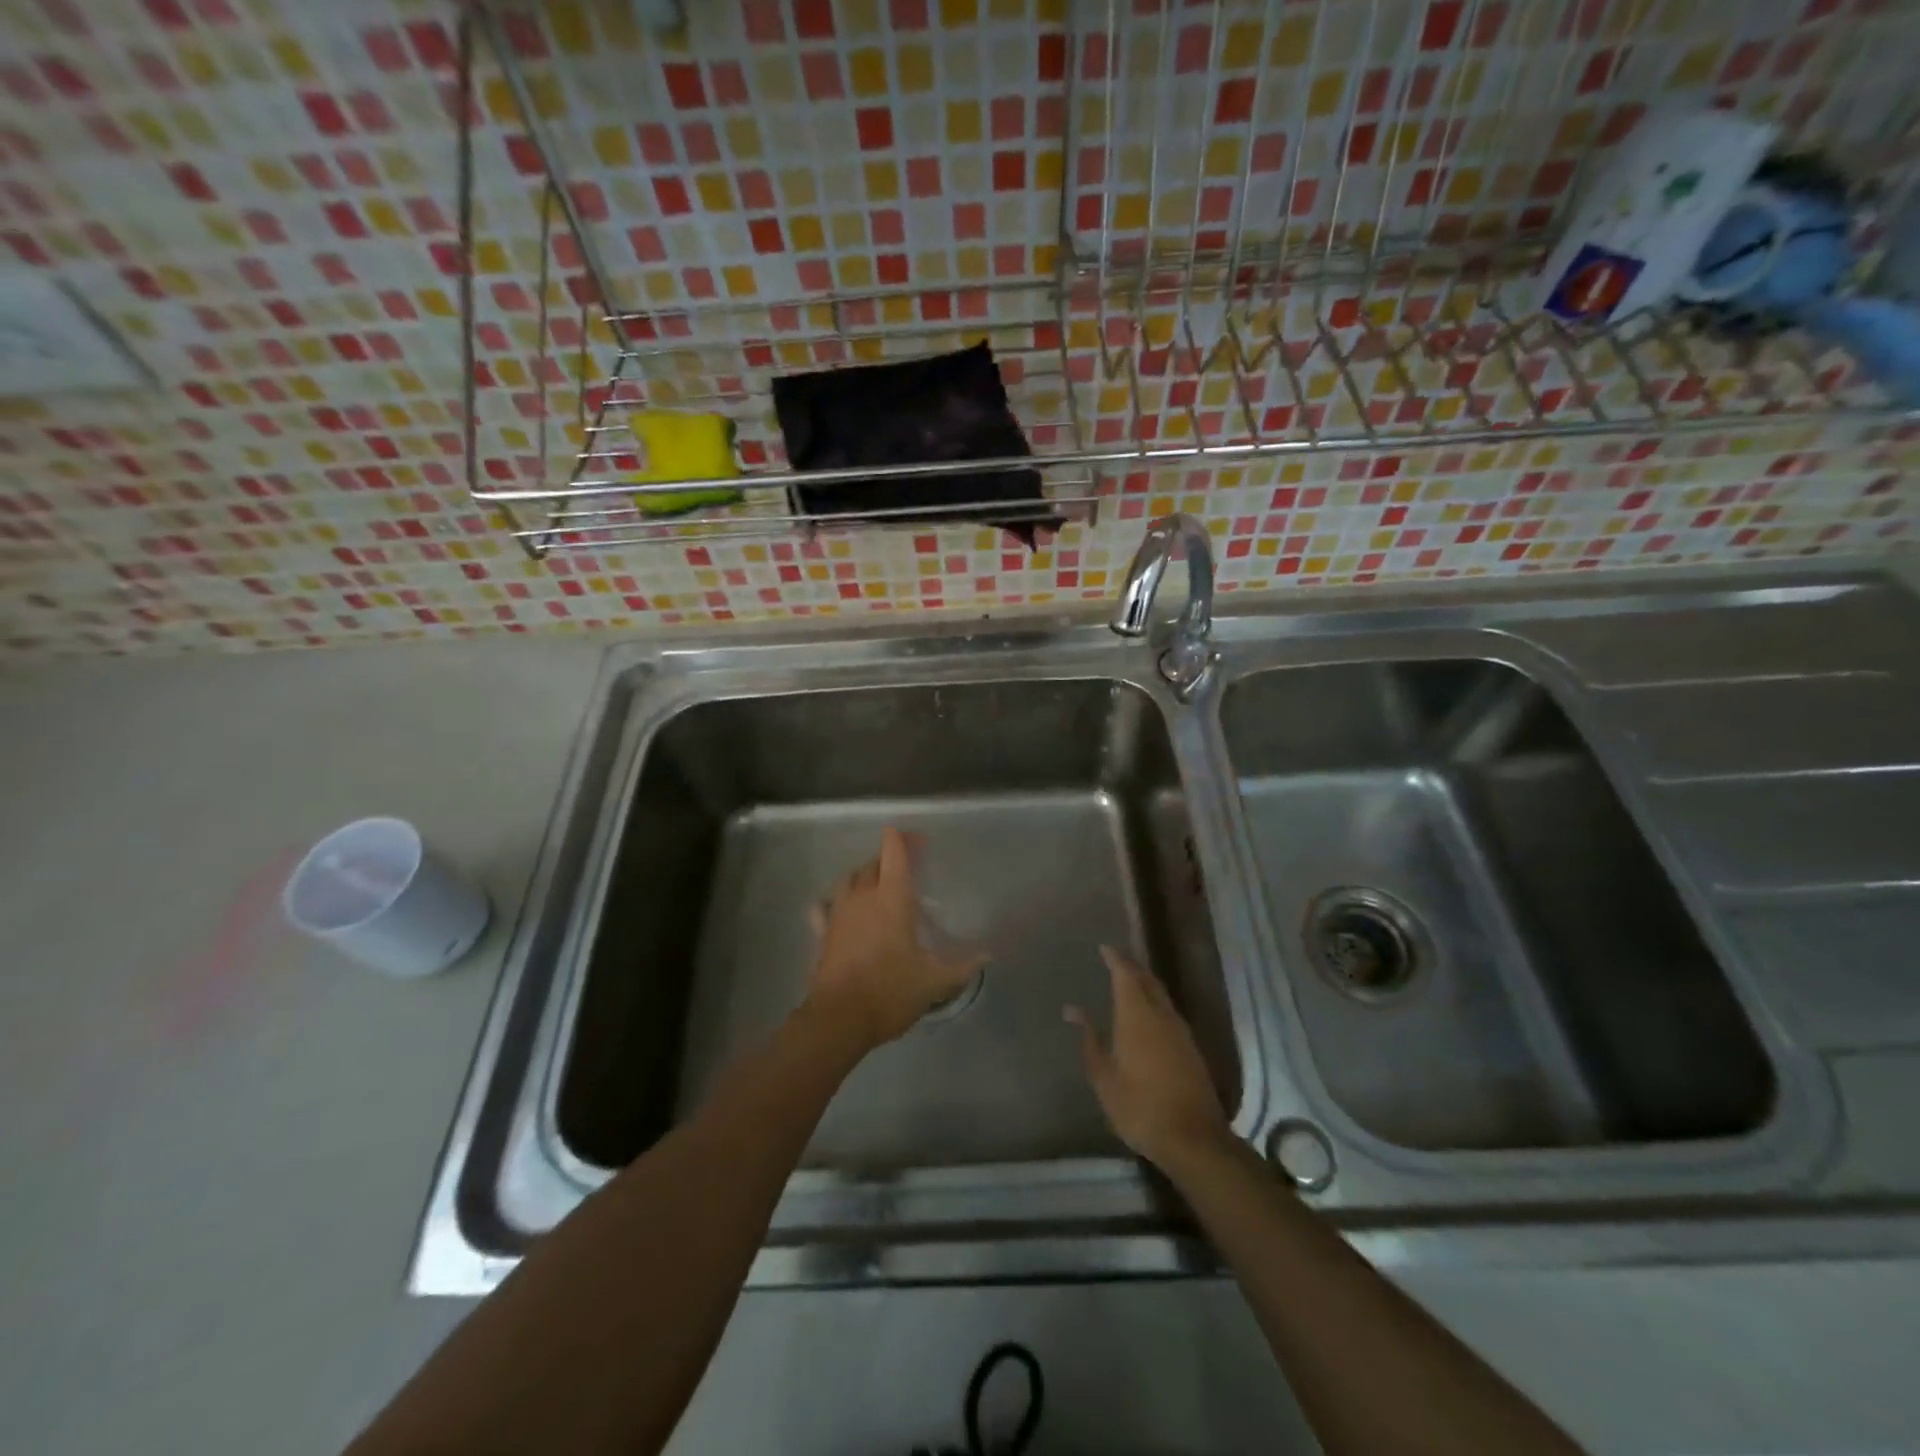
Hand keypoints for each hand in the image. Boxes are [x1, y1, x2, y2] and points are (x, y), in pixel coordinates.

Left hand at [805, 827, 987, 1049]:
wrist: (839, 1019)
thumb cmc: (891, 991)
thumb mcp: (934, 980)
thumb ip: (962, 965)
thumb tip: (988, 955)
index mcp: (892, 897)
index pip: (894, 852)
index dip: (904, 839)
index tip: (919, 840)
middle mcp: (862, 896)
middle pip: (872, 863)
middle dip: (888, 857)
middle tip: (906, 865)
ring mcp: (838, 912)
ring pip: (848, 879)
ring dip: (862, 876)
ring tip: (875, 884)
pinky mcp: (822, 932)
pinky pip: (824, 906)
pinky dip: (833, 901)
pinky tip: (839, 909)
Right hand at [1066, 945, 1230, 1168]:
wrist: (1194, 1139)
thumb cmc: (1140, 1107)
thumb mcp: (1104, 1077)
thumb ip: (1090, 1039)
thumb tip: (1072, 1010)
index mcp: (1137, 1016)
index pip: (1125, 974)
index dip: (1115, 959)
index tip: (1104, 948)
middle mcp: (1161, 1015)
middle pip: (1147, 980)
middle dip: (1131, 967)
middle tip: (1115, 961)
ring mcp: (1180, 1031)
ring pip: (1161, 995)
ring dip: (1145, 984)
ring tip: (1128, 982)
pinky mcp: (1191, 1047)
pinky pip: (1169, 1011)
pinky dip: (1154, 1002)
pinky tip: (1146, 1014)